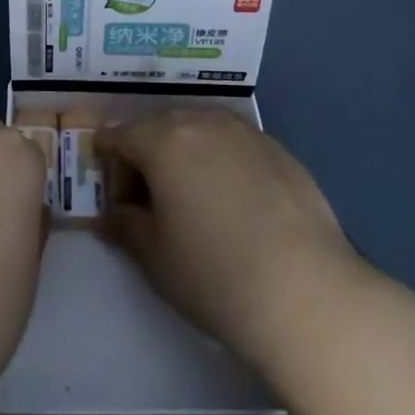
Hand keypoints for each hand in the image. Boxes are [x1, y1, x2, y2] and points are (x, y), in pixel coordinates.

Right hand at [97, 108, 363, 371]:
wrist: (306, 292)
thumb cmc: (213, 273)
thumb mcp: (153, 256)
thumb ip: (124, 225)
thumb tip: (113, 214)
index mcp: (165, 139)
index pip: (120, 137)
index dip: (108, 164)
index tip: (114, 199)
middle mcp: (205, 122)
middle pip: (160, 126)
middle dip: (146, 155)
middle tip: (149, 202)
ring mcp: (248, 133)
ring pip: (201, 130)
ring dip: (186, 154)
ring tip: (192, 199)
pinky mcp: (281, 151)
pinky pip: (235, 145)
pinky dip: (222, 162)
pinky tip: (234, 204)